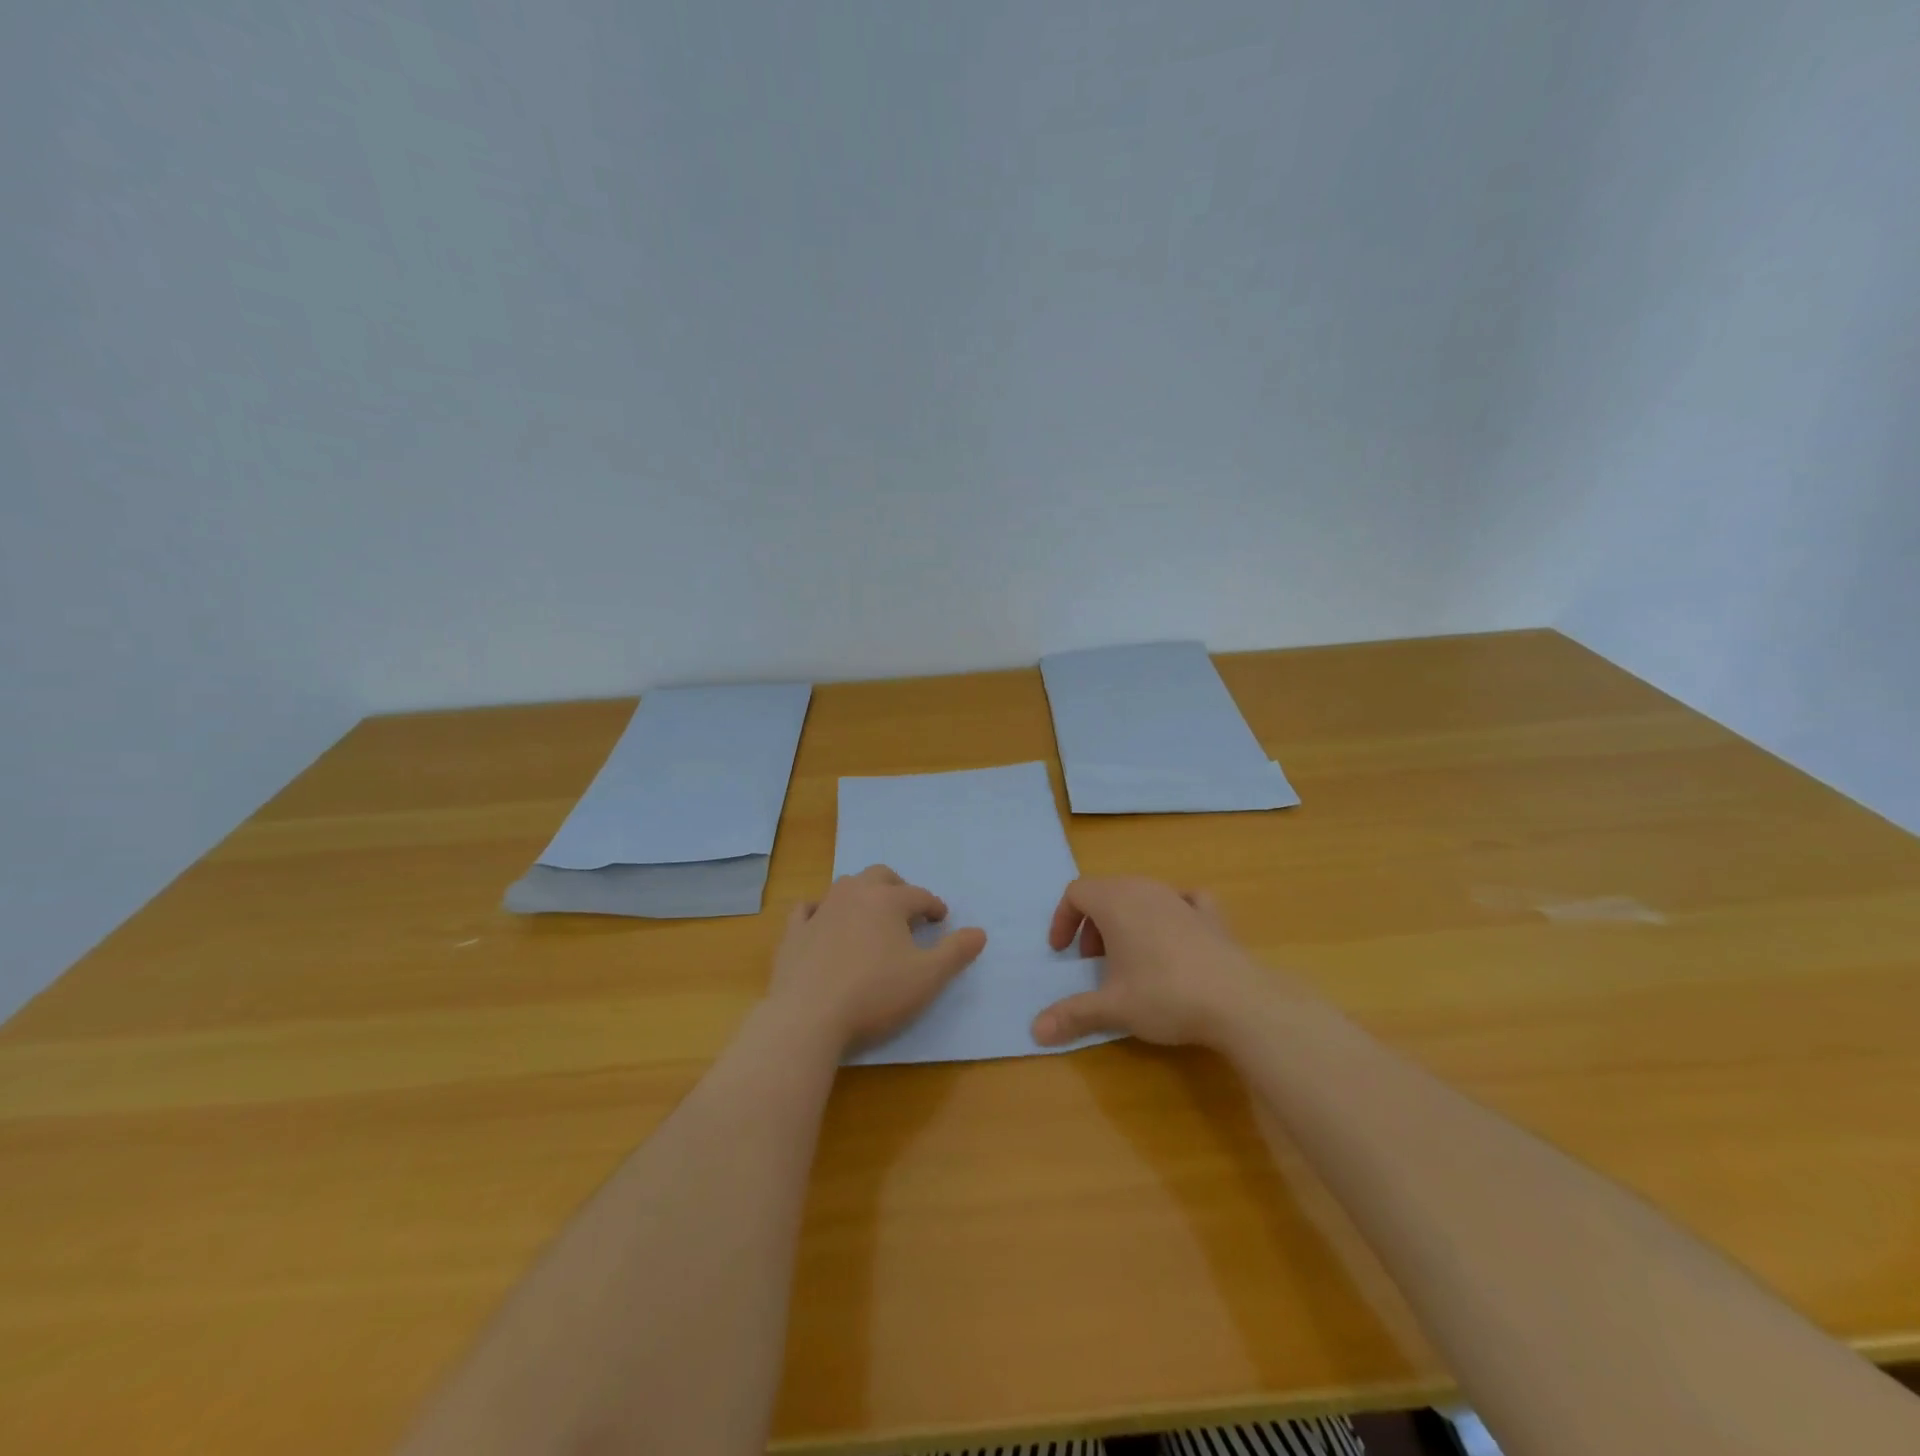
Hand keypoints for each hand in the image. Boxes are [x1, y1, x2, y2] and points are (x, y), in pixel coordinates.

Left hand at [769, 865, 986, 1052]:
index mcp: (887, 900)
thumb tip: (979, 932)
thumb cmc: (875, 994)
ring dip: (863, 895)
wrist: (808, 1017)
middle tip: (908, 910)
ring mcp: (820, 910)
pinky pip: (808, 909)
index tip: (941, 920)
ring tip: (872, 917)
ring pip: (845, 886)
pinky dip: (820, 910)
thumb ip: (956, 952)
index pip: (919, 895)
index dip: (933, 906)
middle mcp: (853, 894)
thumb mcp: (928, 978)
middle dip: (898, 888)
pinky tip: (823, 922)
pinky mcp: (794, 932)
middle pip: (880, 876)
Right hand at [1031, 877, 1269, 1048]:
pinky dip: (1171, 913)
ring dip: (1126, 920)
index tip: (1063, 953)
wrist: (1237, 1001)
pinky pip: (1183, 900)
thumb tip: (1036, 1031)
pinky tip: (1175, 936)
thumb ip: (1072, 1014)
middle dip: (1093, 924)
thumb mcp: (1112, 1008)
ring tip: (1131, 958)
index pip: (1076, 893)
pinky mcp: (1211, 914)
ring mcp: (1180, 898)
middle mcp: (1145, 889)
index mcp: (1115, 902)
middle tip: (1094, 961)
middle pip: (1106, 891)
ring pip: (1141, 894)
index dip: (1063, 919)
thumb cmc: (1164, 995)